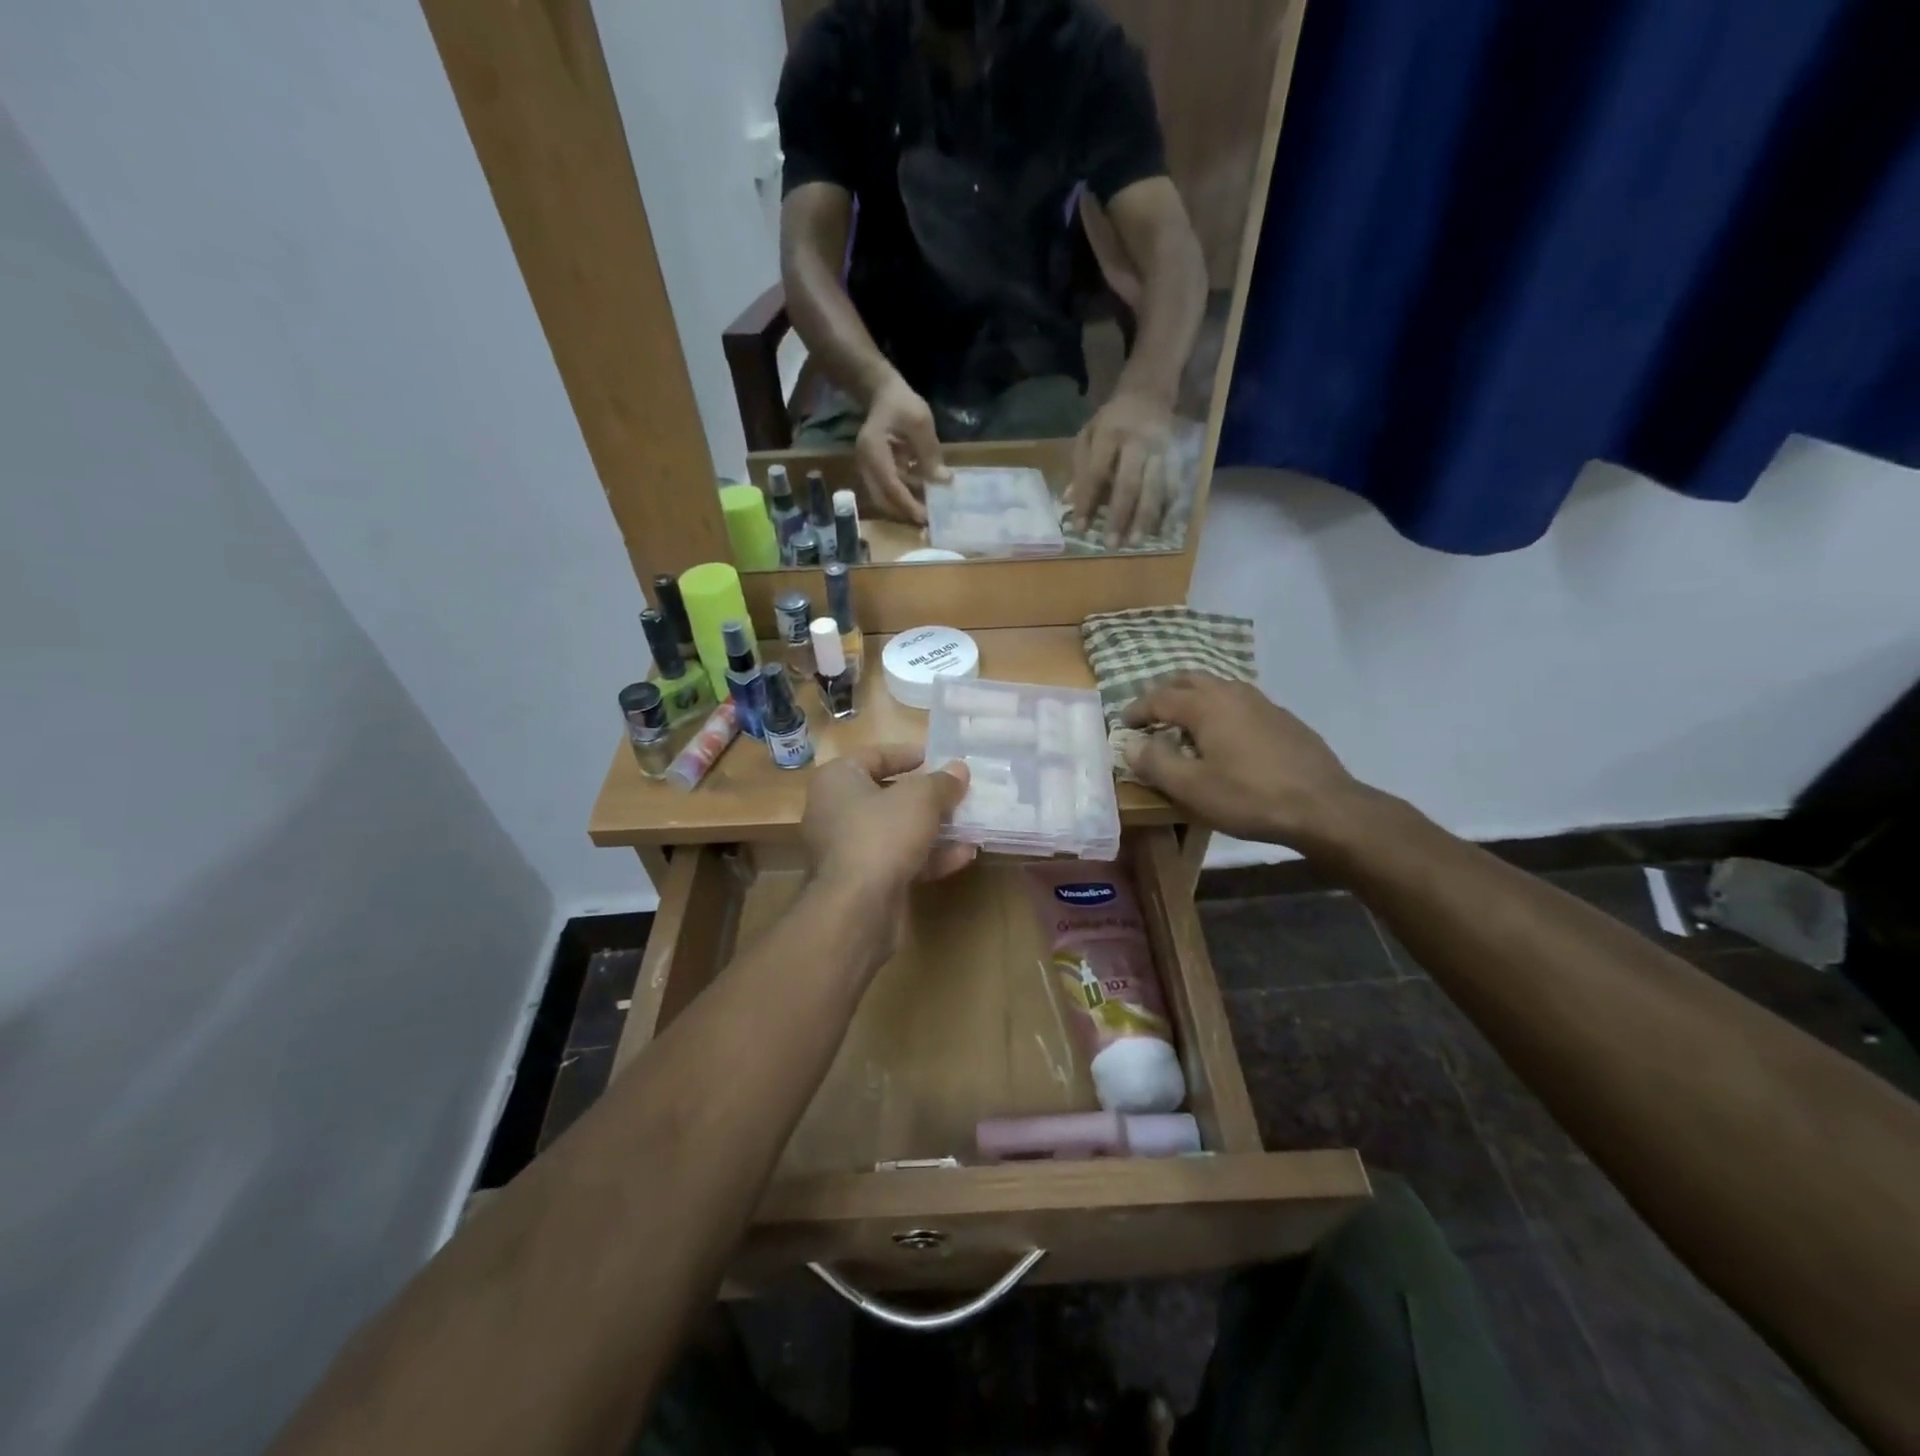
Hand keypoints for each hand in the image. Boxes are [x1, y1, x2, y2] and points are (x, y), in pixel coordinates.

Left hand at [802, 745, 973, 913]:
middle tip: (956, 793)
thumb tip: (959, 769)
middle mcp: (834, 812)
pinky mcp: (861, 882)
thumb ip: (942, 782)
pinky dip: (928, 857)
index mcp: (836, 780)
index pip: (873, 756)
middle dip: (925, 797)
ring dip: (933, 829)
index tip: (935, 758)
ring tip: (968, 825)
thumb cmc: (882, 833)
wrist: (857, 906)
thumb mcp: (921, 798)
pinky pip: (897, 860)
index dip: (906, 755)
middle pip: (886, 796)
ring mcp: (846, 850)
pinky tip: (963, 855)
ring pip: (895, 831)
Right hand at [855, 375, 947, 525]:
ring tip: (929, 509)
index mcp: (873, 451)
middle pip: (883, 499)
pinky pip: (888, 490)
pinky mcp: (874, 471)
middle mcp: (865, 464)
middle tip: (929, 520)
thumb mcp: (920, 422)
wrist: (882, 392)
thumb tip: (944, 481)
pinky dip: (904, 495)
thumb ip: (930, 452)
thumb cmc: (901, 403)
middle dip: (905, 511)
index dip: (908, 504)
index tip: (926, 517)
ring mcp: (867, 469)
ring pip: (885, 497)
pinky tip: (922, 495)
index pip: (890, 486)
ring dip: (905, 505)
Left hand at [1069, 391, 1173, 546]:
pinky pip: (1173, 487)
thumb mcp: (1088, 435)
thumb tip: (1068, 501)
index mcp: (1109, 434)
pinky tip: (1159, 531)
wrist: (1148, 393)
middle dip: (1119, 516)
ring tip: (1135, 542)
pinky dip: (1167, 510)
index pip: (1096, 473)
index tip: (1080, 529)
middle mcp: (1137, 442)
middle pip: (1129, 483)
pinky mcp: (1176, 457)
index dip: (1087, 502)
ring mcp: (1160, 450)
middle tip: (1111, 544)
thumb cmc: (1111, 422)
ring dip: (1145, 518)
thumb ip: (1079, 467)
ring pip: (1155, 488)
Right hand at [1121, 674, 1371, 848]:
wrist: (1324, 807)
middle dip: (1164, 693)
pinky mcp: (1282, 718)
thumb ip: (1155, 763)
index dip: (1137, 710)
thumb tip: (1131, 744)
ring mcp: (1262, 703)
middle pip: (1189, 679)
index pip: (1159, 697)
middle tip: (1150, 714)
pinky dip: (1219, 709)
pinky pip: (1239, 702)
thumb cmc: (1249, 797)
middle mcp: (1232, 693)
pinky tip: (1224, 737)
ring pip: (1217, 687)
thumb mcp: (1191, 788)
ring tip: (1183, 723)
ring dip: (1193, 698)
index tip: (1123, 724)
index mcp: (1206, 705)